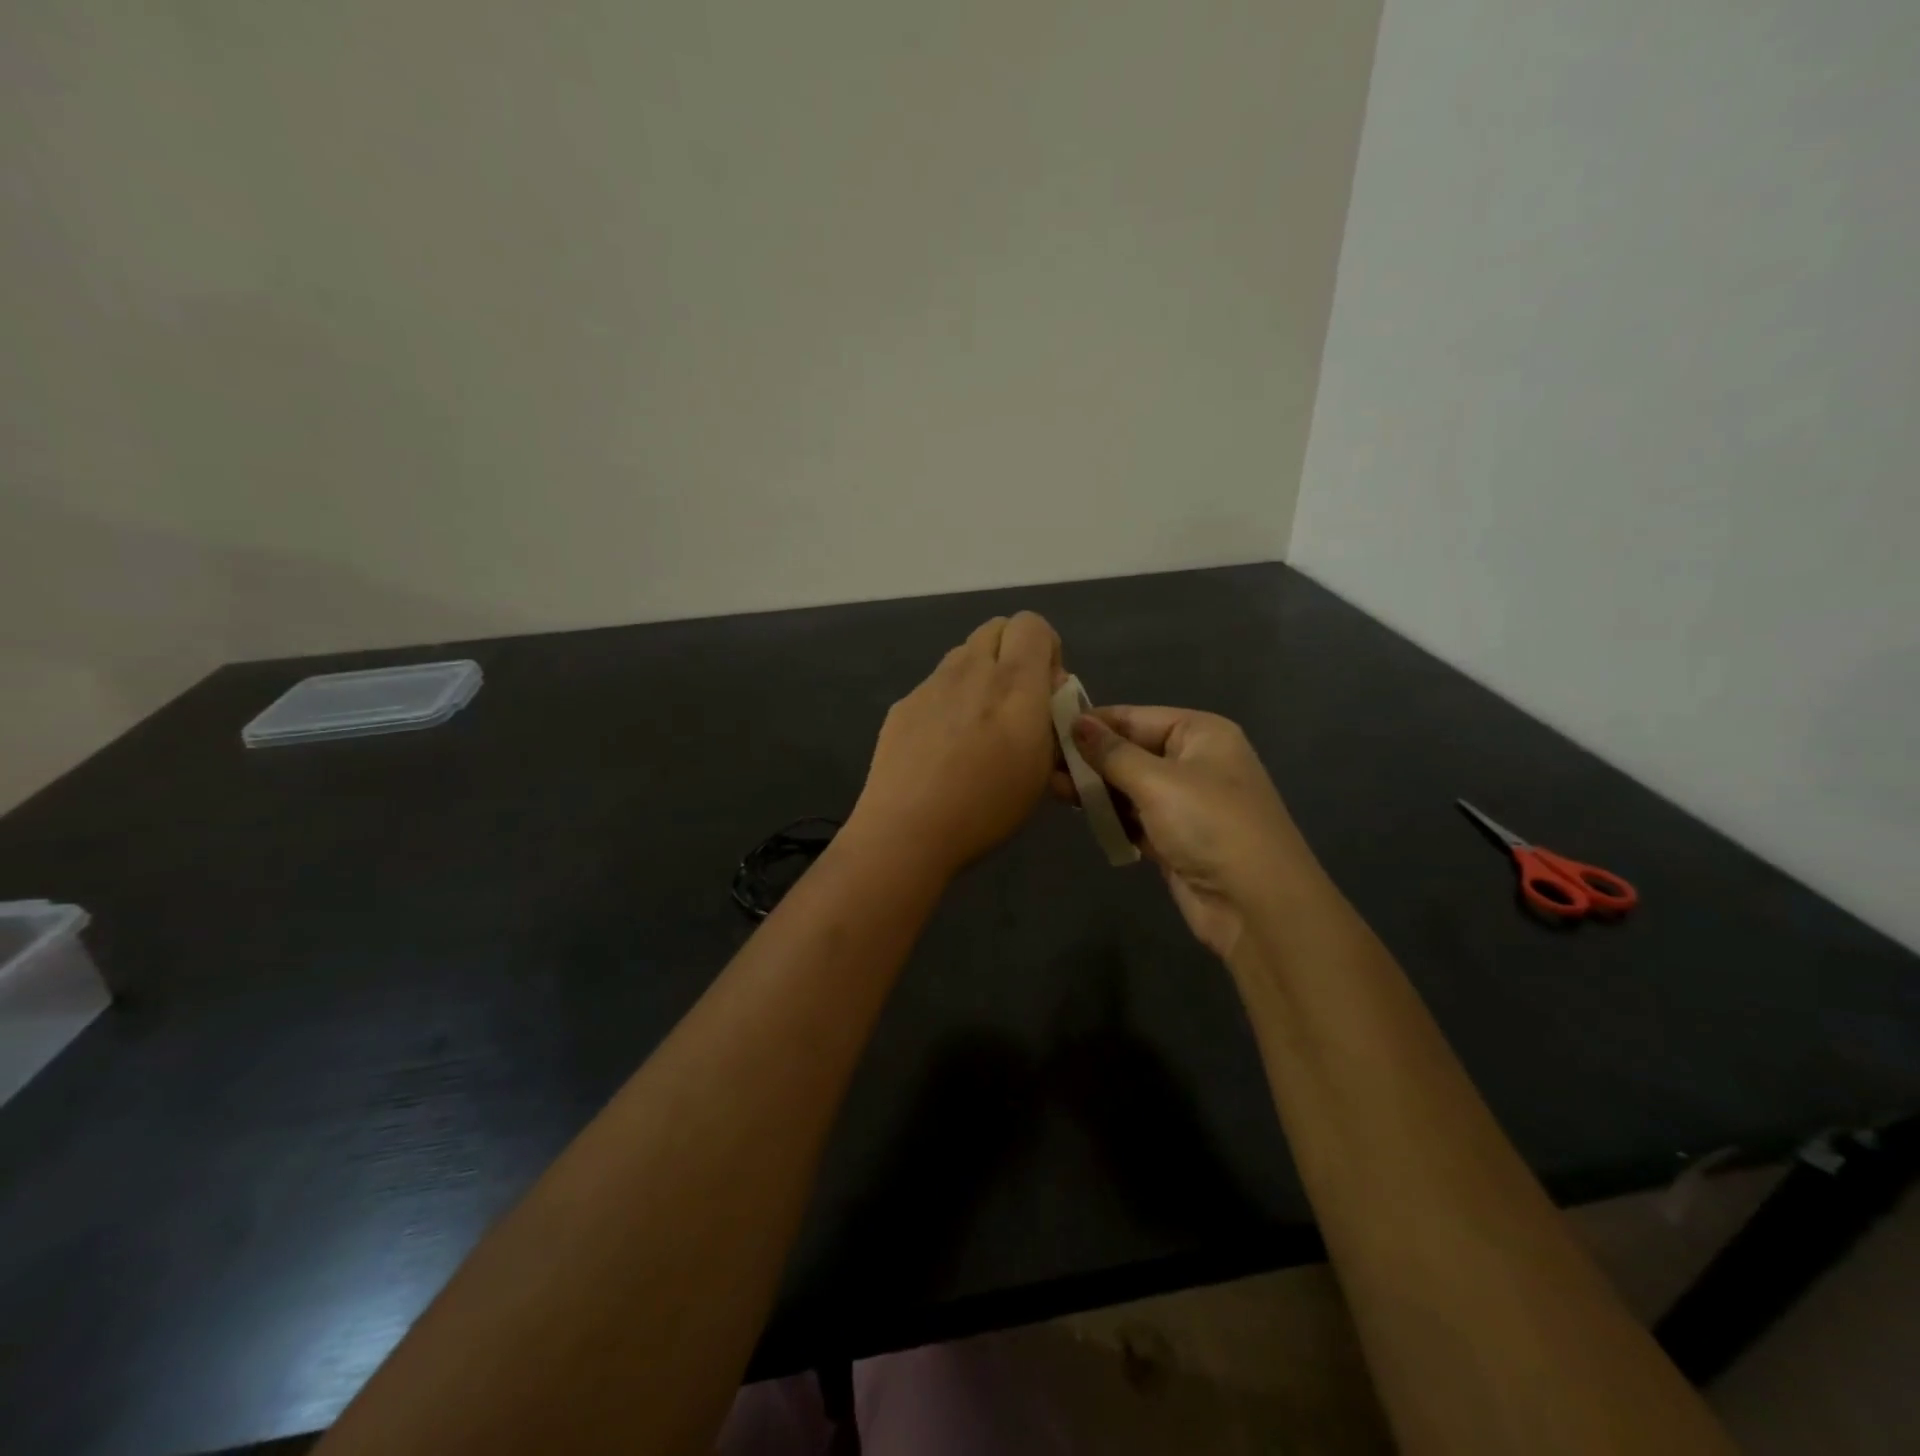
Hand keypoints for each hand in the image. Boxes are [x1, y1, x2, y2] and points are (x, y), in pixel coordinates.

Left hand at [848, 612, 1063, 880]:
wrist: (907, 830)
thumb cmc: (986, 807)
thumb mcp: (1041, 771)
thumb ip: (1051, 722)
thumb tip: (1046, 695)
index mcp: (1013, 683)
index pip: (1032, 624)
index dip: (1045, 648)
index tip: (1046, 690)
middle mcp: (971, 671)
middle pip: (996, 628)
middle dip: (1013, 653)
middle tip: (1016, 701)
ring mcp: (931, 685)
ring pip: (964, 655)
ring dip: (980, 674)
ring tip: (978, 726)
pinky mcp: (903, 704)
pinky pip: (936, 685)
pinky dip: (950, 700)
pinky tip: (943, 746)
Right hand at [1066, 706, 1311, 958]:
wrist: (1256, 904)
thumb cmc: (1209, 825)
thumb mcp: (1157, 781)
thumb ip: (1111, 752)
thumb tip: (1075, 721)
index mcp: (1201, 733)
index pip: (1135, 717)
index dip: (1093, 722)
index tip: (1047, 726)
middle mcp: (1195, 762)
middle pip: (1131, 751)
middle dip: (1090, 758)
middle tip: (1041, 761)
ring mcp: (1187, 803)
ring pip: (1130, 787)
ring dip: (1096, 788)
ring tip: (1051, 788)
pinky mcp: (1176, 838)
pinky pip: (1135, 818)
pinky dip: (1111, 816)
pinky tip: (1078, 813)